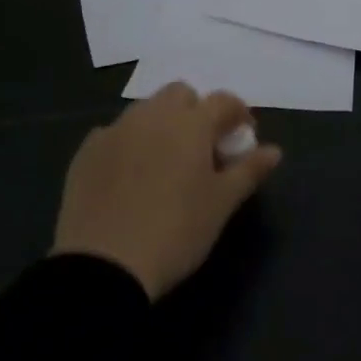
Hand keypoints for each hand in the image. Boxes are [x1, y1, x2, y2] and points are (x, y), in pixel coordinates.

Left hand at [52, 83, 282, 299]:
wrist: (104, 265)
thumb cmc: (176, 231)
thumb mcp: (221, 204)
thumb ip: (249, 171)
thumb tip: (274, 151)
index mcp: (191, 123)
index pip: (223, 101)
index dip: (238, 114)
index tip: (243, 138)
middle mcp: (153, 115)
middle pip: (180, 94)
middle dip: (196, 111)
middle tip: (202, 148)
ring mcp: (116, 130)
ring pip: (146, 110)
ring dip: (161, 124)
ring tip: (165, 161)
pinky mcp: (87, 151)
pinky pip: (114, 134)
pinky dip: (128, 144)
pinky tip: (129, 176)